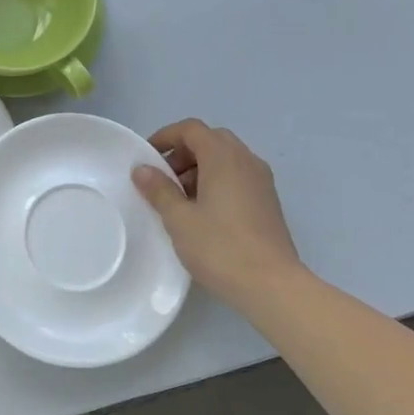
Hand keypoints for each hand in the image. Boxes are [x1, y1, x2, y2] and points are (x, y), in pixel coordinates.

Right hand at [132, 120, 302, 307]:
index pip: (192, 129)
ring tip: (179, 198)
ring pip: (226, 159)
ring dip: (200, 168)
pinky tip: (203, 212)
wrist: (272, 285)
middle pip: (211, 140)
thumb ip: (159, 190)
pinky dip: (217, 181)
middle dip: (183, 152)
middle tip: (163, 178)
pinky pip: (238, 177)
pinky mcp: (268, 201)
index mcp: (224, 157)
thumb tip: (142, 170)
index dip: (166, 136)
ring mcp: (261, 181)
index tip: (147, 157)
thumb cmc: (220, 248)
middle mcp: (246, 161)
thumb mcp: (179, 219)